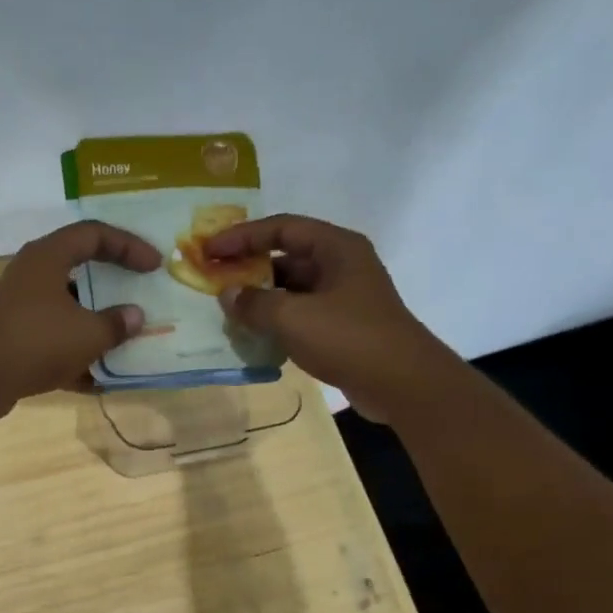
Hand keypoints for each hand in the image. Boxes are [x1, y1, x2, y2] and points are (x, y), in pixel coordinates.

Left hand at [0, 221, 160, 418]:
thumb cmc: (35, 341)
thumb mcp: (87, 333)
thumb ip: (116, 324)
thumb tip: (135, 317)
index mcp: (49, 257)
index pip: (94, 234)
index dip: (128, 245)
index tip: (154, 266)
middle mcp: (32, 277)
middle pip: (80, 272)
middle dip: (112, 288)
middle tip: (140, 297)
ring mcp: (21, 310)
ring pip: (67, 311)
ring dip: (96, 326)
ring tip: (127, 341)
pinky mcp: (14, 341)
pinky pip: (54, 343)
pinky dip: (75, 357)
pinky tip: (99, 379)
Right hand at [205, 214, 434, 421]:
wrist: (402, 384)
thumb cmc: (349, 339)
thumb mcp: (293, 318)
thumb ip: (255, 303)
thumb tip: (228, 295)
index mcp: (336, 248)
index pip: (281, 228)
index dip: (242, 236)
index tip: (210, 250)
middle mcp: (341, 265)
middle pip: (286, 257)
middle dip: (249, 268)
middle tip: (214, 281)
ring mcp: (343, 297)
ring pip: (292, 289)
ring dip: (261, 298)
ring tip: (228, 312)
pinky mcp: (342, 326)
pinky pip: (300, 314)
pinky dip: (276, 321)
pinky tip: (254, 335)